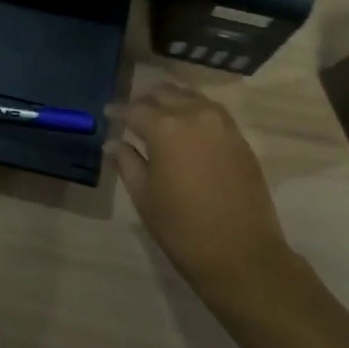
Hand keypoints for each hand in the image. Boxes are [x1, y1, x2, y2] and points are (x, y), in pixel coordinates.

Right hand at [111, 83, 295, 301]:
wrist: (241, 253)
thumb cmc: (182, 228)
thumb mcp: (144, 196)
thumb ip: (127, 162)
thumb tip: (113, 143)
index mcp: (166, 129)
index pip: (136, 109)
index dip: (119, 110)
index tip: (108, 112)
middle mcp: (195, 116)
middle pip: (166, 94)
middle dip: (146, 100)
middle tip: (132, 113)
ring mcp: (222, 125)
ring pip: (192, 98)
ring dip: (172, 101)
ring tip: (159, 115)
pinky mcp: (240, 139)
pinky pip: (212, 112)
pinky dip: (195, 111)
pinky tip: (187, 126)